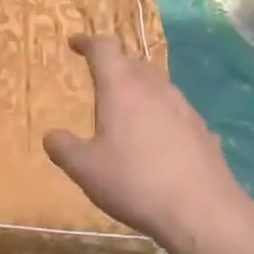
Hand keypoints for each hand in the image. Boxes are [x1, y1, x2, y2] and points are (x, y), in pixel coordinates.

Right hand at [44, 34, 253, 252]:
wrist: (202, 210)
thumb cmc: (134, 182)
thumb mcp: (85, 170)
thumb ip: (64, 149)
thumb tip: (51, 135)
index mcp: (122, 88)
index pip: (104, 49)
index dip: (87, 42)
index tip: (75, 43)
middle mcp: (155, 88)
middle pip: (133, 62)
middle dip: (114, 63)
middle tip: (98, 74)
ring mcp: (183, 107)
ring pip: (156, 83)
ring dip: (138, 85)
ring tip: (125, 104)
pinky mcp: (201, 129)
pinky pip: (174, 108)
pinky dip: (158, 111)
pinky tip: (156, 136)